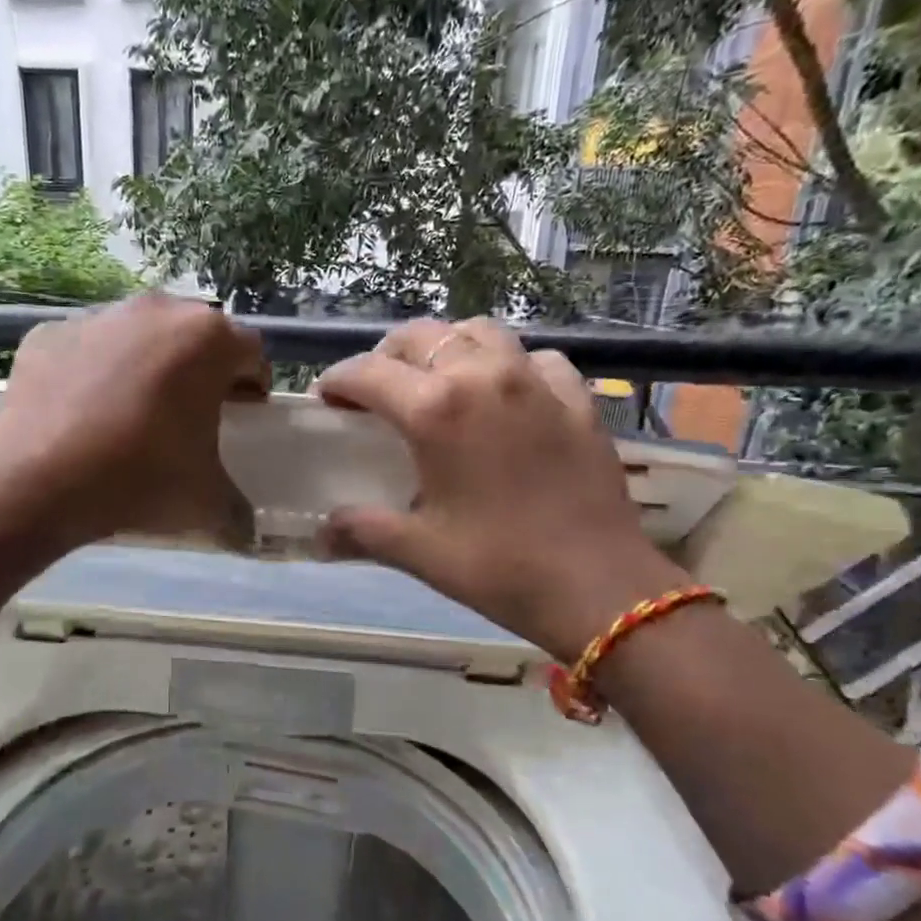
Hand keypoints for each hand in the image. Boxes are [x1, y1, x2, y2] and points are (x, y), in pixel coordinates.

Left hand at [0, 292, 269, 549]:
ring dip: (147, 365)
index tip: (240, 417)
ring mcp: (99, 316)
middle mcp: (157, 310)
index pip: (251, 353)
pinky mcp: (50, 332)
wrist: (38, 480)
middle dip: (200, 370)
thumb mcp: (206, 503)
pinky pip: (88, 348)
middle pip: (195, 336)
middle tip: (189, 417)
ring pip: (140, 335)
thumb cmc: (141, 477)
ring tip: (133, 415)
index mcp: (209, 339)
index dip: (252, 386)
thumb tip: (248, 534)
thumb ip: (238, 513)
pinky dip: (94, 371)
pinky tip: (84, 414)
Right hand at [315, 318, 688, 658]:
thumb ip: (361, 531)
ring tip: (438, 382)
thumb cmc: (500, 568)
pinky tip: (506, 397)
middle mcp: (484, 377)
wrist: (600, 589)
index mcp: (436, 410)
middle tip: (376, 392)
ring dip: (447, 347)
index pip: (368, 372)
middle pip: (421, 336)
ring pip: (479, 332)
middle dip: (386, 356)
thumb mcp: (419, 551)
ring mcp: (536, 382)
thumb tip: (320, 536)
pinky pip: (535, 359)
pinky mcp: (577, 398)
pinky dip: (510, 365)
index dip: (337, 381)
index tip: (326, 400)